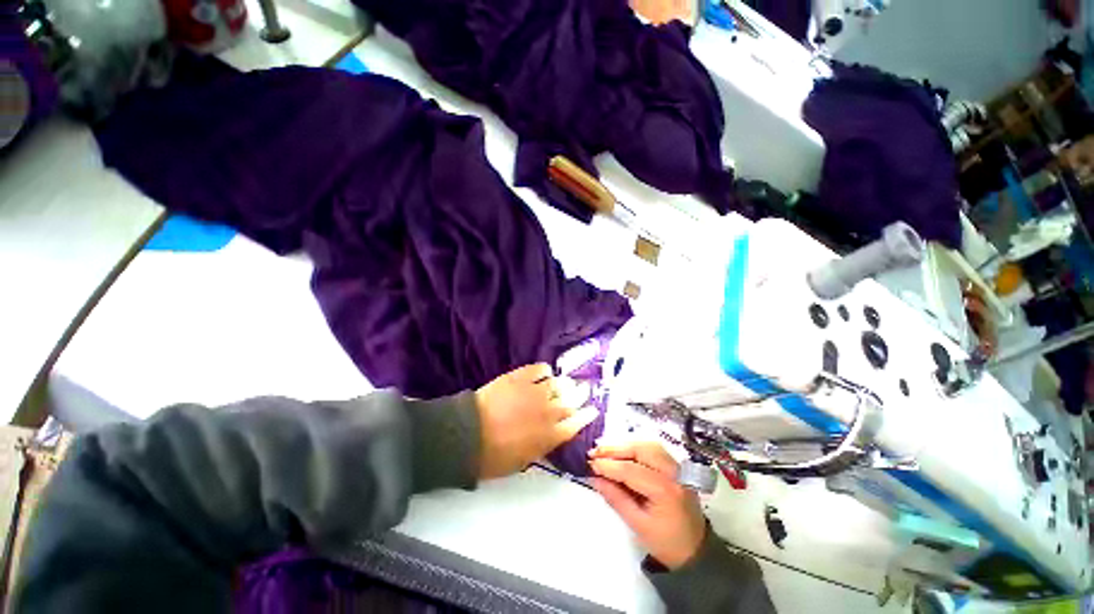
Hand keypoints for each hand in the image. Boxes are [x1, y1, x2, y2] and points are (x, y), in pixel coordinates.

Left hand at [475, 364, 598, 479]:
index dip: (586, 415)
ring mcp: (536, 391)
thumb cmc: (494, 456)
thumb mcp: (523, 460)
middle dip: (581, 394)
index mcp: (550, 436)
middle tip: (584, 389)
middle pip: (572, 400)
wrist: (469, 434)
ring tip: (566, 381)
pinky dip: (545, 370)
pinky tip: (545, 372)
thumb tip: (551, 435)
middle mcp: (549, 411)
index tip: (592, 409)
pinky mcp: (521, 377)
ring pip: (559, 383)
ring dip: (565, 383)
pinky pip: (540, 369)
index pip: (576, 423)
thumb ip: (542, 446)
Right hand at [589, 442, 705, 569]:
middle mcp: (673, 472)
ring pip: (646, 445)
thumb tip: (594, 478)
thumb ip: (615, 498)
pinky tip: (622, 453)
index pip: (630, 470)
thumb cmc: (666, 543)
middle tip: (594, 452)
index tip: (589, 463)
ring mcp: (677, 467)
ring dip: (624, 446)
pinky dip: (635, 448)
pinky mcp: (676, 466)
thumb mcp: (637, 525)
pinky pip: (653, 449)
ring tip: (605, 451)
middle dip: (615, 449)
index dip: (608, 465)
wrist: (696, 551)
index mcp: (665, 490)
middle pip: (640, 450)